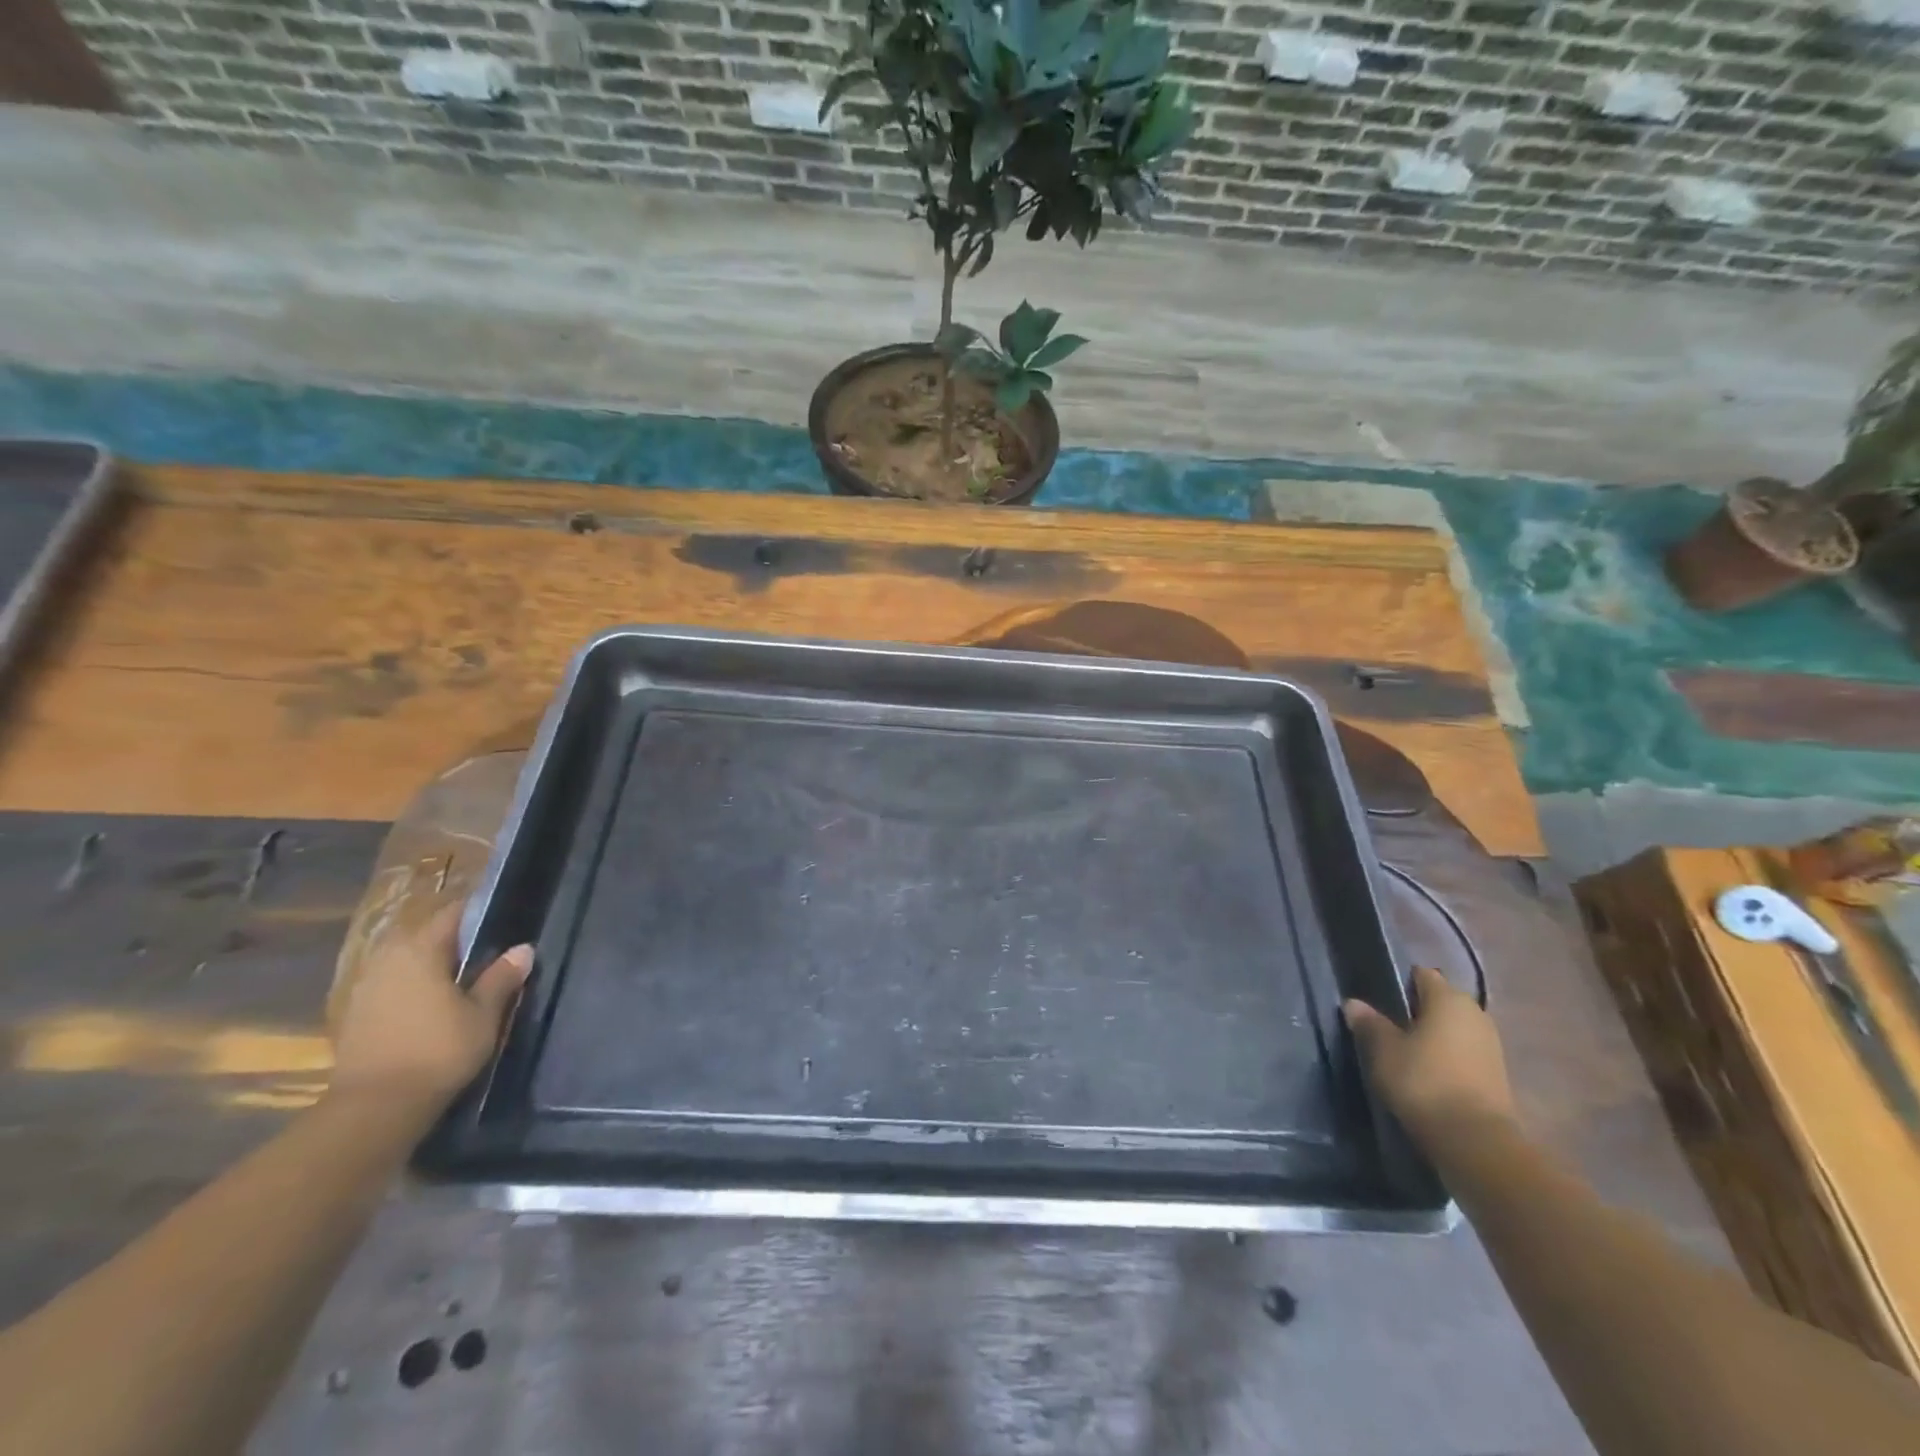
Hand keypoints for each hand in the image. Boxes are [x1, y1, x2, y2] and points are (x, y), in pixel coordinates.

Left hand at [329, 901, 531, 1114]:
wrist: (373, 1110)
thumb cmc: (437, 1051)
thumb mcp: (483, 1014)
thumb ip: (501, 978)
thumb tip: (522, 949)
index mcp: (419, 949)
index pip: (453, 913)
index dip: (481, 912)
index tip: (505, 919)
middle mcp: (386, 959)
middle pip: (427, 936)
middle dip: (457, 941)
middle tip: (490, 952)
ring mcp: (365, 988)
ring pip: (407, 962)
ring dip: (433, 966)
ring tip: (465, 980)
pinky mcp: (354, 1016)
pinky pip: (392, 986)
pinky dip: (414, 988)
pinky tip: (434, 1006)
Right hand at [1343, 965, 1515, 1148]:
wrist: (1476, 1142)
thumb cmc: (1424, 1081)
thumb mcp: (1383, 1050)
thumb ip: (1369, 1023)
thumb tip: (1354, 1003)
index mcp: (1448, 998)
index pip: (1421, 975)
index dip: (1399, 982)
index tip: (1378, 998)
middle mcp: (1475, 1014)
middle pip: (1440, 1001)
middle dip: (1416, 1010)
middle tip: (1386, 1026)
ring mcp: (1491, 1046)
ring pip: (1453, 1029)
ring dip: (1432, 1036)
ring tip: (1403, 1052)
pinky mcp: (1497, 1075)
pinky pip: (1464, 1053)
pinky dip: (1446, 1058)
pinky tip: (1426, 1073)